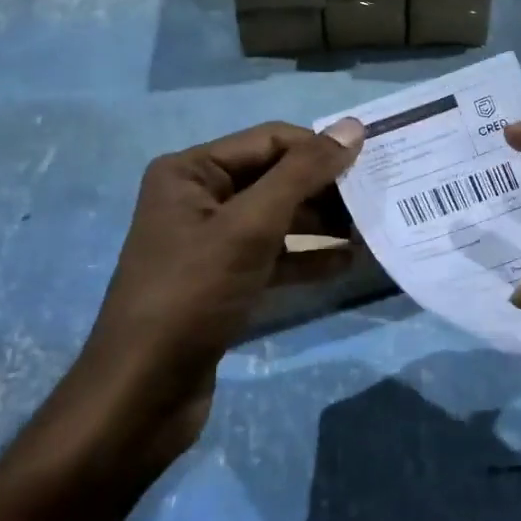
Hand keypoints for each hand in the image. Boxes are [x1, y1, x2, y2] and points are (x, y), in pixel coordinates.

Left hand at [30, 119, 365, 491]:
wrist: (142, 392)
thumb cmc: (192, 294)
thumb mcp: (250, 227)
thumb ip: (302, 174)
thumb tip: (353, 127)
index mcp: (192, 172)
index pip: (271, 140)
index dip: (321, 149)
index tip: (373, 163)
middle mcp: (199, 198)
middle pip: (277, 178)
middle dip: (326, 190)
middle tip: (377, 201)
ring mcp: (211, 242)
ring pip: (280, 219)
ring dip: (324, 225)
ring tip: (371, 232)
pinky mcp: (224, 280)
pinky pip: (275, 256)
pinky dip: (309, 258)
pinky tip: (348, 264)